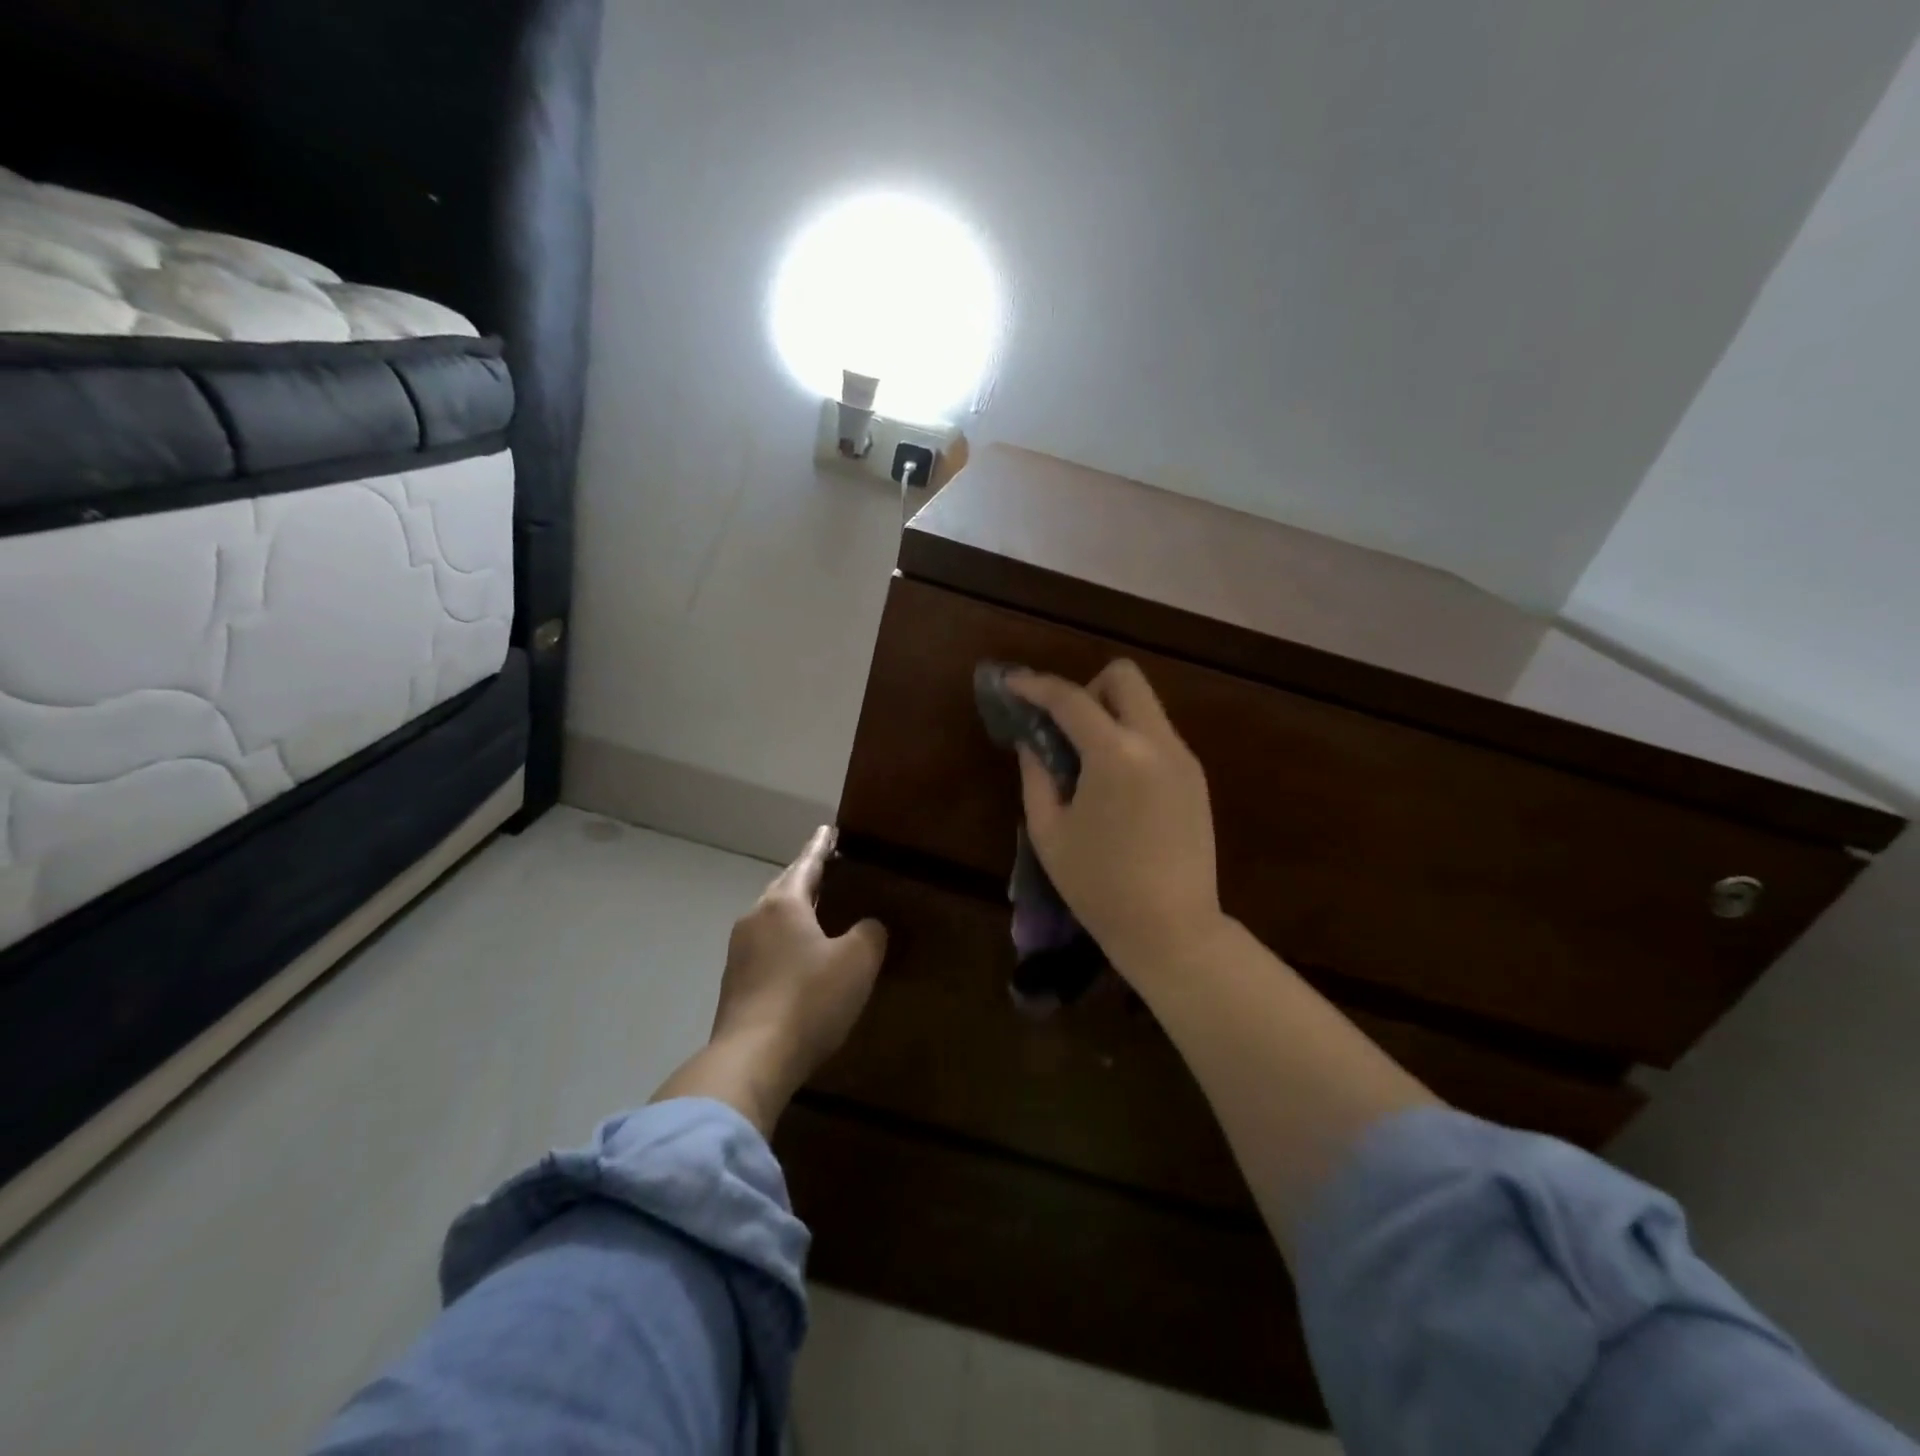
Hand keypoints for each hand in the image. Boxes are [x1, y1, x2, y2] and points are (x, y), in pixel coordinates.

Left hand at [651, 826, 887, 1134]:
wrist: (752, 1059)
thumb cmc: (809, 999)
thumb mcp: (857, 961)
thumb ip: (870, 934)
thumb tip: (868, 927)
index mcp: (783, 904)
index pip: (807, 863)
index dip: (821, 846)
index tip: (828, 829)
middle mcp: (755, 919)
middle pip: (784, 888)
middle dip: (806, 877)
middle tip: (827, 868)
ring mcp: (739, 952)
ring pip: (772, 919)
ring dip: (794, 912)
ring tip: (817, 912)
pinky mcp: (735, 985)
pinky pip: (766, 948)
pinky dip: (785, 942)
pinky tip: (799, 959)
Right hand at [1009, 661, 1225, 982]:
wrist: (1173, 930)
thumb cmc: (1099, 887)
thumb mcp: (1049, 832)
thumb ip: (1036, 775)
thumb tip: (1032, 741)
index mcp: (1116, 755)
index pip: (1071, 699)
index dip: (1036, 686)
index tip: (1012, 684)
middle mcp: (1157, 743)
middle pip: (1124, 677)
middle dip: (1086, 688)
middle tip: (1063, 728)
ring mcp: (1183, 758)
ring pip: (1144, 705)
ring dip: (1109, 714)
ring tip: (1085, 762)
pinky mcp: (1195, 777)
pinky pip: (1157, 735)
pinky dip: (1129, 739)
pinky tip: (1114, 784)